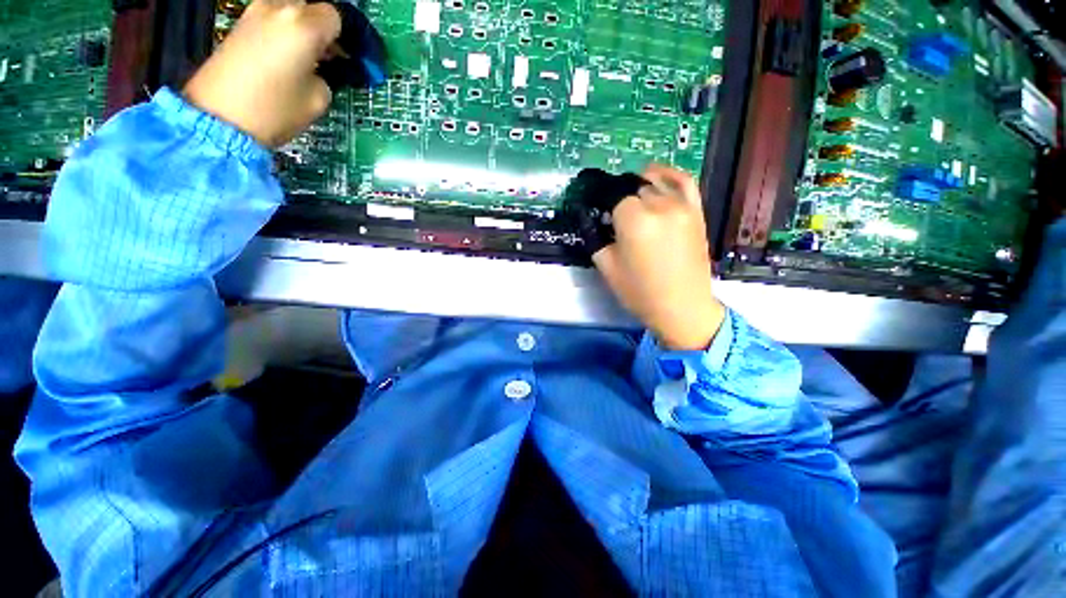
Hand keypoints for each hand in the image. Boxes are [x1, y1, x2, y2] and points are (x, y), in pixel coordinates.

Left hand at [183, 0, 341, 147]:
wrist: (220, 117)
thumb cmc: (275, 110)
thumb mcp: (318, 99)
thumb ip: (326, 76)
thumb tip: (320, 68)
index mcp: (304, 26)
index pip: (335, 17)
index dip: (343, 38)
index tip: (346, 57)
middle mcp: (279, 8)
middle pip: (310, 7)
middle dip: (322, 27)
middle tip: (328, 54)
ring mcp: (255, 13)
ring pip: (289, 10)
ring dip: (302, 28)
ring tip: (306, 56)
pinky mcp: (239, 24)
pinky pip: (272, 18)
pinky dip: (284, 31)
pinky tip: (285, 56)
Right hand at [593, 164, 725, 350]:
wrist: (681, 307)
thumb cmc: (640, 292)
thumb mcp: (606, 267)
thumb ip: (595, 238)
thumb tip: (590, 218)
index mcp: (634, 221)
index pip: (613, 199)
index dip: (606, 209)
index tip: (602, 220)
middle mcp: (659, 206)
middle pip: (633, 190)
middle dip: (621, 202)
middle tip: (616, 221)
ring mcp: (682, 206)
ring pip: (654, 184)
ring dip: (638, 189)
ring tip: (630, 202)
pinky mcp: (696, 211)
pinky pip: (684, 181)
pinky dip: (668, 174)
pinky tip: (654, 176)